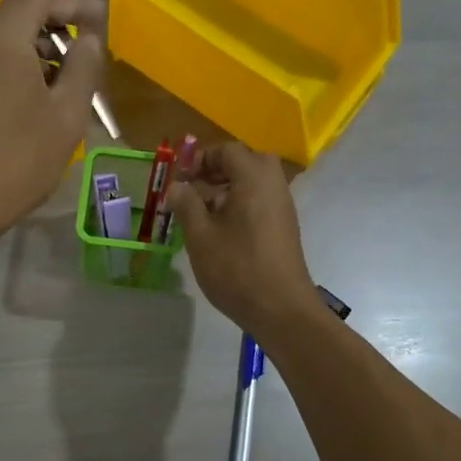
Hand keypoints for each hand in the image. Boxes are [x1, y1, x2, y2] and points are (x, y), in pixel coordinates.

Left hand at [0, 0, 106, 250]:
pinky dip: (28, 58)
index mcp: (2, 37)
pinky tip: (51, 84)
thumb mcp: (64, 117)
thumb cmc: (13, 162)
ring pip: (12, 34)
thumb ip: (82, 67)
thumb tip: (87, 37)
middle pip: (25, 8)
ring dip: (48, 39)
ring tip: (82, 63)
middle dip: (65, 9)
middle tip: (102, 25)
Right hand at [167, 142, 316, 334]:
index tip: (180, 179)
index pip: (227, 150)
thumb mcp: (200, 235)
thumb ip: (186, 204)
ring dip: (225, 189)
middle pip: (244, 162)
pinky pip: (259, 201)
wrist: (282, 310)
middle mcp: (273, 184)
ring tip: (200, 214)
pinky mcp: (284, 226)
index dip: (200, 159)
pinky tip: (219, 231)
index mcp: (254, 177)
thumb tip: (177, 187)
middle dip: (215, 171)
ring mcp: (282, 206)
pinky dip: (239, 204)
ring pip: (252, 183)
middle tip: (192, 190)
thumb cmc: (237, 268)